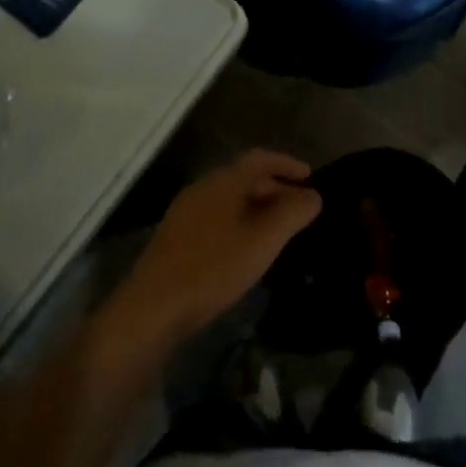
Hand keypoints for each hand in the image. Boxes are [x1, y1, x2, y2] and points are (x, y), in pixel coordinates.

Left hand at [105, 150, 321, 354]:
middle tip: (300, 208)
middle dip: (275, 188)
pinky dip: (239, 222)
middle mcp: (203, 188)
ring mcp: (186, 212)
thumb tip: (313, 195)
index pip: (259, 158)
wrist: (152, 308)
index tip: (311, 177)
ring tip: (279, 230)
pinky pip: (217, 217)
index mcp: (223, 181)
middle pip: (244, 177)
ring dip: (257, 207)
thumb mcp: (262, 242)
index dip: (287, 163)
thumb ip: (291, 214)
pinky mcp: (176, 238)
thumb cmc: (212, 268)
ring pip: (230, 199)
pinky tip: (247, 250)